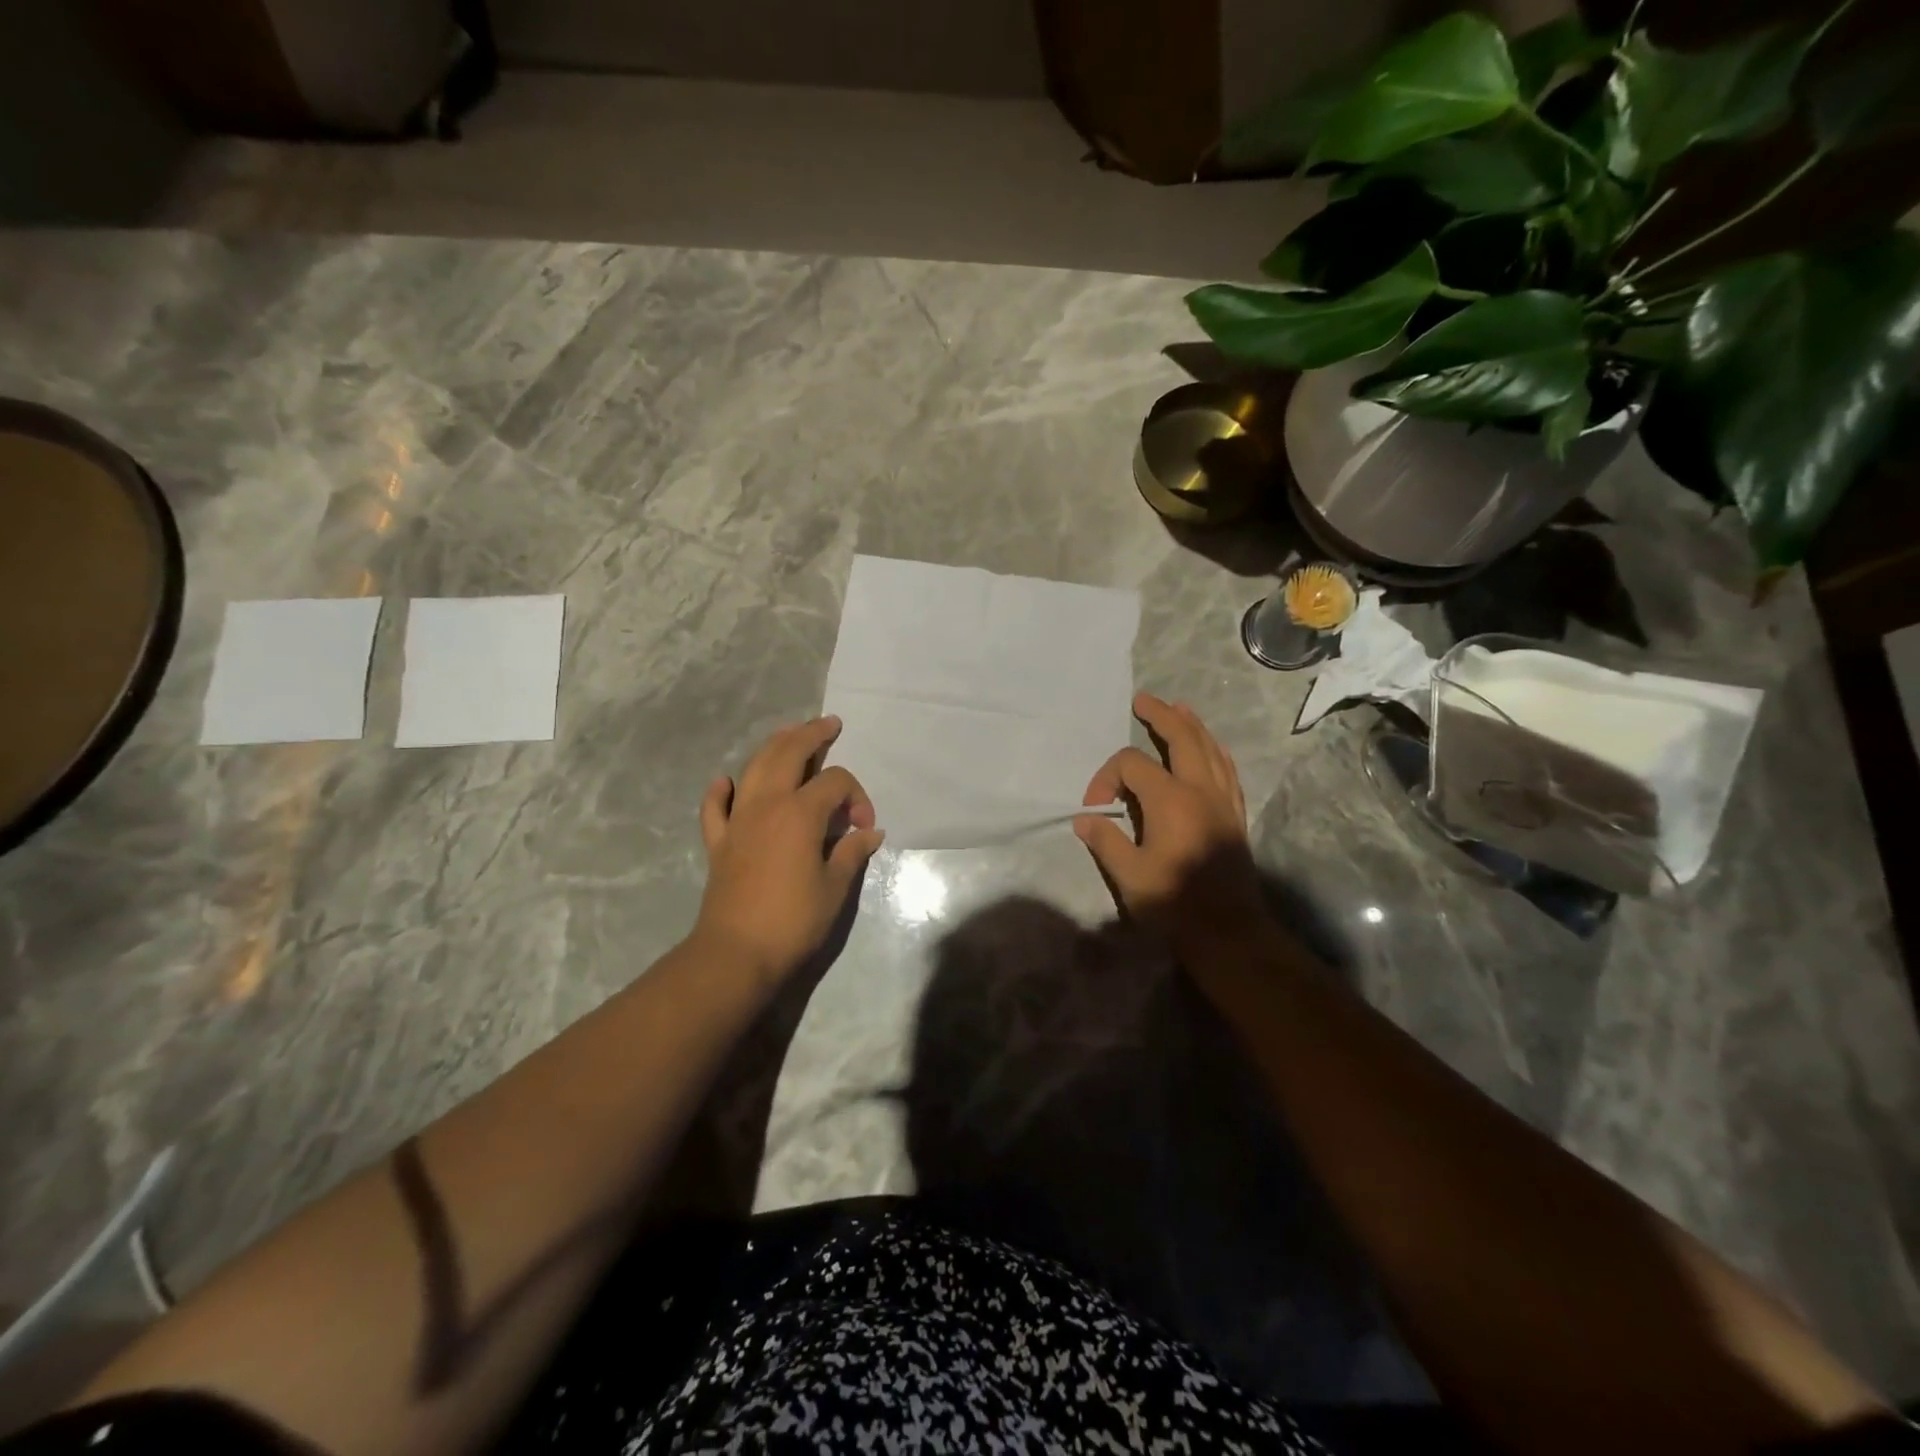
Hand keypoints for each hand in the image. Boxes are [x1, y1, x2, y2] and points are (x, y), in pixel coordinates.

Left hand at [691, 716, 884, 990]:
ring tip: (790, 734)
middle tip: (829, 724)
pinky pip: (716, 807)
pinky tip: (726, 781)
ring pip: (753, 768)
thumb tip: (870, 833)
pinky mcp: (719, 841)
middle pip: (788, 754)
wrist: (736, 953)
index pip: (835, 783)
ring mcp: (738, 820)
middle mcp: (766, 804)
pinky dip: (721, 790)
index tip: (866, 826)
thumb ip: (851, 852)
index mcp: (800, 813)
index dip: (857, 796)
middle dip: (811, 734)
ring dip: (774, 746)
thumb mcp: (835, 887)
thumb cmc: (794, 920)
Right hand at [1074, 693, 1264, 943]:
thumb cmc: (1174, 902)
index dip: (1106, 777)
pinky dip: (1215, 750)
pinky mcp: (1235, 815)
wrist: (1229, 931)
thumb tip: (1085, 819)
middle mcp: (1200, 790)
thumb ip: (1105, 840)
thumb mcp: (1129, 874)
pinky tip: (1211, 748)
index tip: (1095, 806)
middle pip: (1183, 737)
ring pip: (1210, 749)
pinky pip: (1227, 769)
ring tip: (1179, 708)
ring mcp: (1223, 801)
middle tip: (1144, 700)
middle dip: (1161, 716)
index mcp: (1170, 799)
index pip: (1131, 765)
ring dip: (1192, 725)